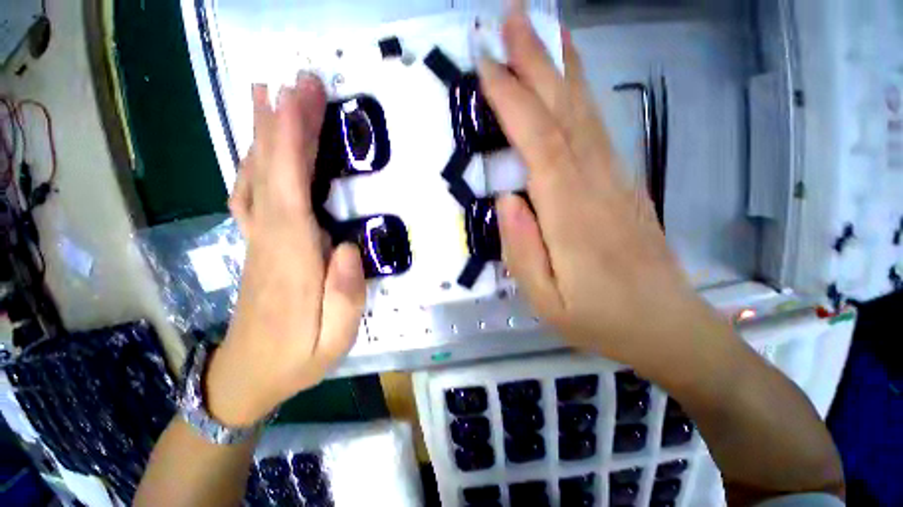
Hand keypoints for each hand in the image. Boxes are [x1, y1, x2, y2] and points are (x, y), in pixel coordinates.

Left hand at [204, 74, 365, 425]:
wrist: (244, 378)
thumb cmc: (296, 360)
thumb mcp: (334, 341)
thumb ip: (345, 296)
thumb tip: (347, 248)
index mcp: (291, 264)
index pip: (287, 194)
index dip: (290, 146)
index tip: (298, 102)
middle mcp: (268, 243)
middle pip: (270, 175)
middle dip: (282, 126)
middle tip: (297, 83)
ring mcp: (256, 241)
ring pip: (256, 179)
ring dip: (266, 137)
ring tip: (273, 95)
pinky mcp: (256, 244)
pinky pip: (251, 194)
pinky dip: (256, 163)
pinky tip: (261, 145)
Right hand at [481, 12, 727, 372]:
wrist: (667, 329)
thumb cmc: (600, 320)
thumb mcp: (546, 300)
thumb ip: (522, 250)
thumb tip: (506, 199)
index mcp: (572, 216)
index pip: (540, 143)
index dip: (513, 100)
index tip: (487, 63)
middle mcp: (597, 186)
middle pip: (566, 112)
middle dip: (537, 60)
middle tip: (512, 16)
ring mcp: (615, 182)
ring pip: (586, 113)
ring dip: (562, 67)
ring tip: (544, 27)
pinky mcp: (624, 186)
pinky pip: (599, 131)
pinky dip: (582, 96)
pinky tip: (573, 81)